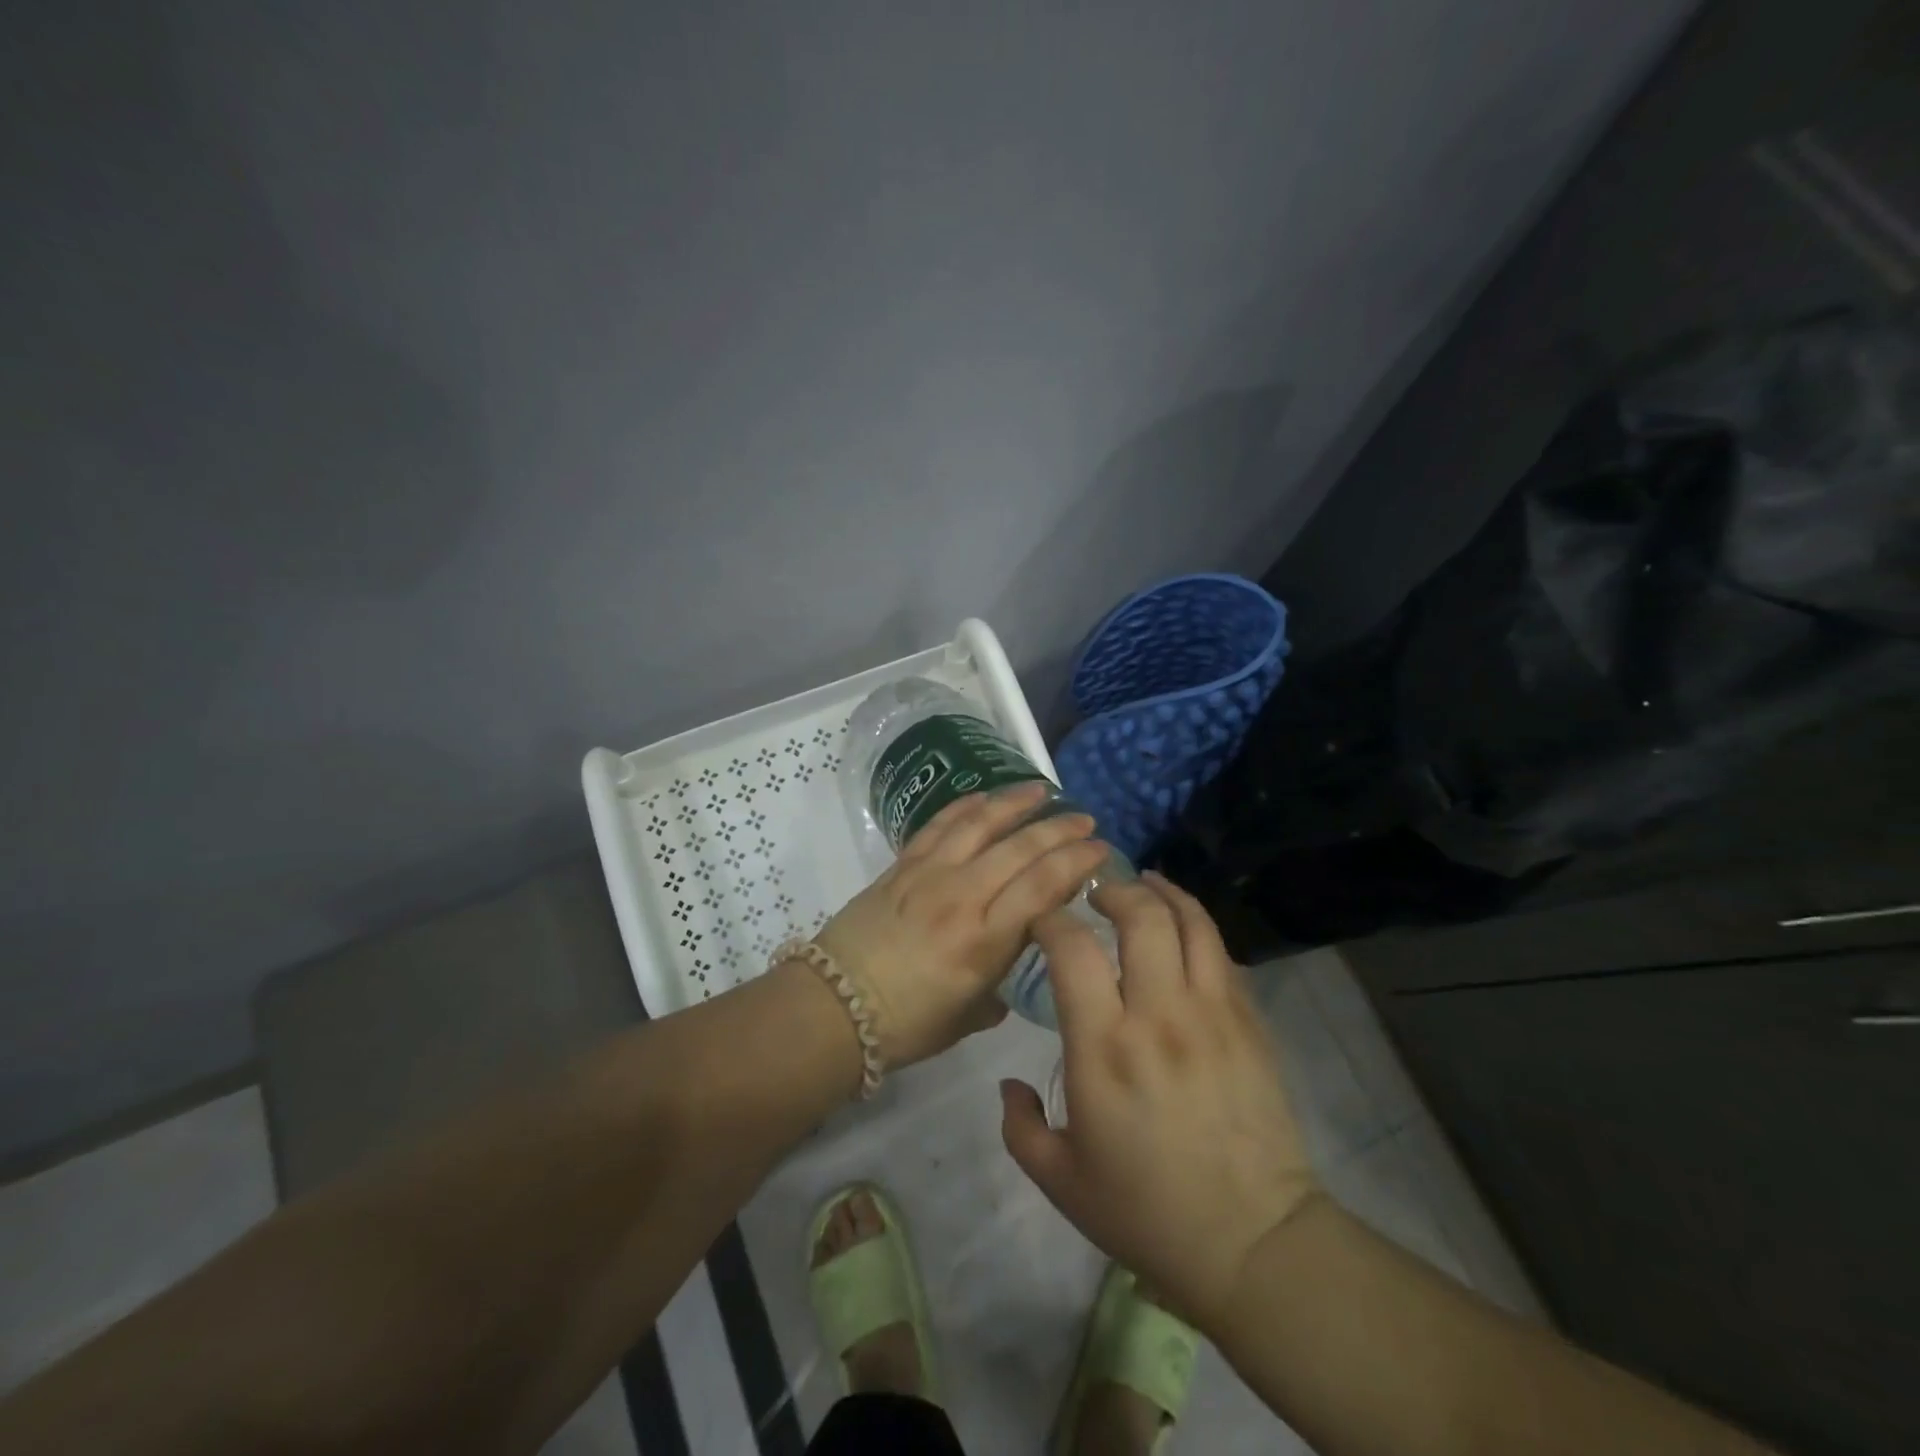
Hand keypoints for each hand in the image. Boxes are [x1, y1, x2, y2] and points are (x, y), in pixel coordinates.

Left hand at [812, 782, 1109, 1068]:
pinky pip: (939, 824)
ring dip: (1015, 803)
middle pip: (1020, 848)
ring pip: (980, 824)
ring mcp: (929, 874)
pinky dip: (965, 807)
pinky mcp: (902, 865)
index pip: (1043, 885)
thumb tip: (1014, 961)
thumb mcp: (969, 1014)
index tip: (1101, 850)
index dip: (1077, 862)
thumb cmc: (907, 1025)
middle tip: (1085, 819)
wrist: (834, 1007)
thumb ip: (1000, 982)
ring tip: (1041, 790)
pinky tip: (985, 798)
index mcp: (984, 941)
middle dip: (1059, 829)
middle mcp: (962, 896)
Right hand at [999, 872, 1320, 1330]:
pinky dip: (1197, 926)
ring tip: (1144, 884)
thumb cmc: (1146, 1212)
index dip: (1052, 920)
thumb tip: (1009, 1082)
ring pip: (1191, 923)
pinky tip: (1183, 927)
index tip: (1043, 920)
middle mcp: (1159, 1015)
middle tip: (1097, 892)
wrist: (1253, 1244)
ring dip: (1163, 893)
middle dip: (1113, 890)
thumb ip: (1019, 1125)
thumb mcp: (1059, 1180)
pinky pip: (1223, 954)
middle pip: (1141, 916)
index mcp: (1104, 1048)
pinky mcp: (1250, 1024)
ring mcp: (1213, 1014)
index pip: (1073, 950)